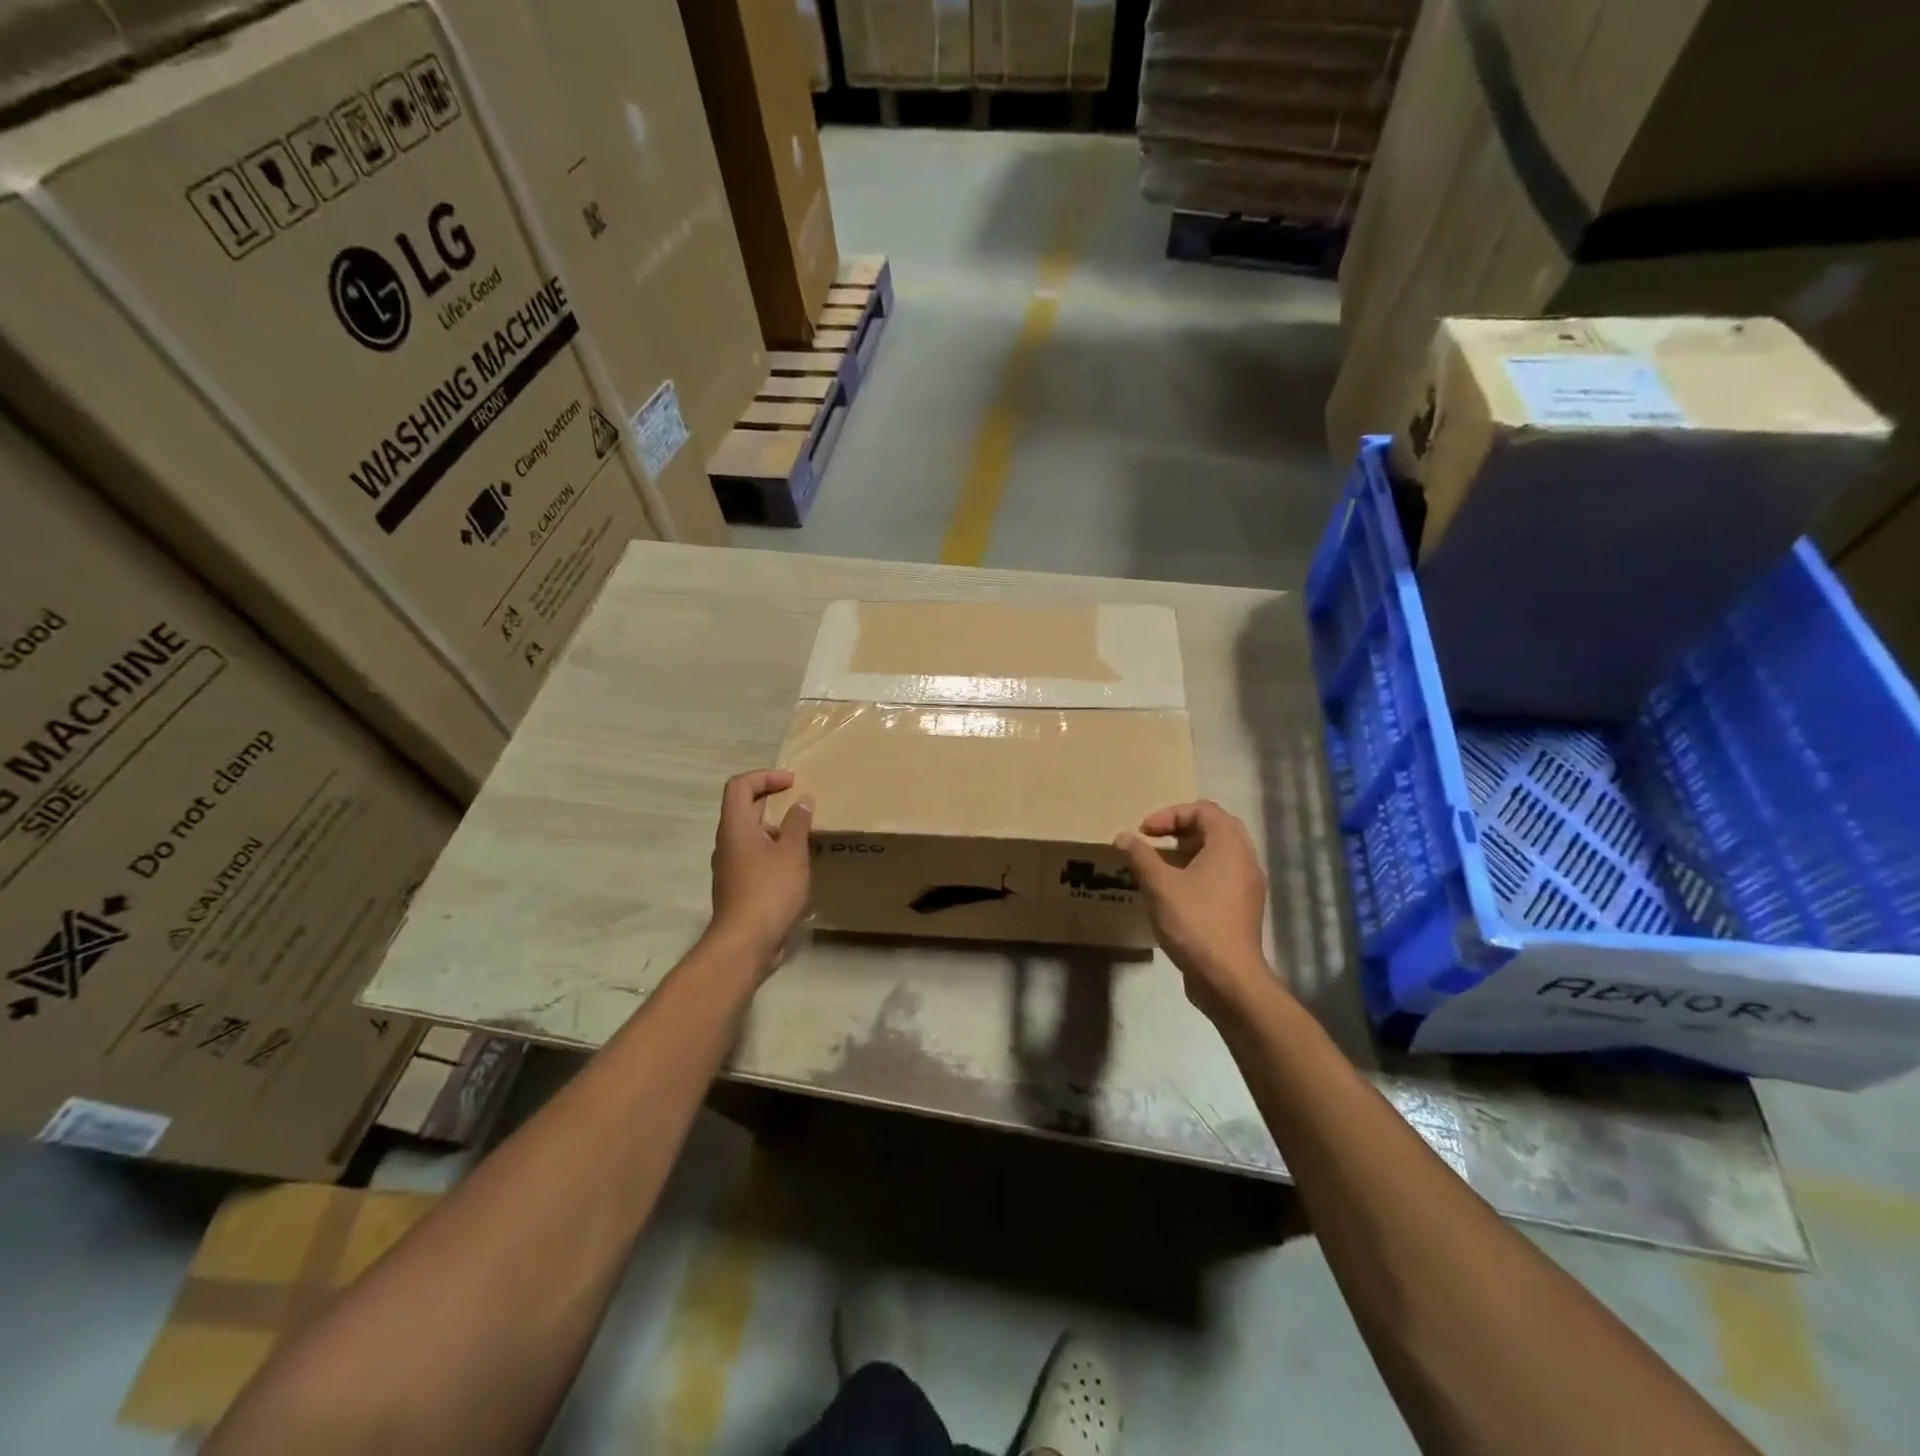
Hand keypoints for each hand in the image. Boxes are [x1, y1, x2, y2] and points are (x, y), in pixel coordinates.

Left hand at [708, 769, 812, 974]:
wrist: (745, 944)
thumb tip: (802, 801)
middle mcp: (727, 843)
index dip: (765, 776)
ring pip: (751, 835)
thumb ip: (797, 824)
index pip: (740, 786)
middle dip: (772, 799)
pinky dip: (774, 850)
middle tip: (801, 801)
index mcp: (735, 827)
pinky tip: (797, 864)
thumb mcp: (792, 853)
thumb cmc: (769, 891)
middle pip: (744, 808)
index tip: (792, 782)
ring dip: (776, 827)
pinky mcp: (739, 887)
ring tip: (804, 833)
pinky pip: (755, 857)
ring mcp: (731, 867)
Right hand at [1116, 800, 1274, 1019]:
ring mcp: (1249, 886)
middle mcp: (1246, 859)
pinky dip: (1200, 872)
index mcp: (1229, 846)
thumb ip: (1140, 856)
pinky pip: (1223, 876)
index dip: (1171, 814)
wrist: (1228, 977)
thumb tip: (1123, 837)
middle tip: (1156, 841)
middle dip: (1182, 829)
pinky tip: (1176, 892)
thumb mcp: (1159, 885)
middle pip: (1216, 828)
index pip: (1204, 810)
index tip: (1146, 833)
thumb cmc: (1194, 922)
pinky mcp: (1245, 908)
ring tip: (1162, 866)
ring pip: (1221, 853)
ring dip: (1190, 851)